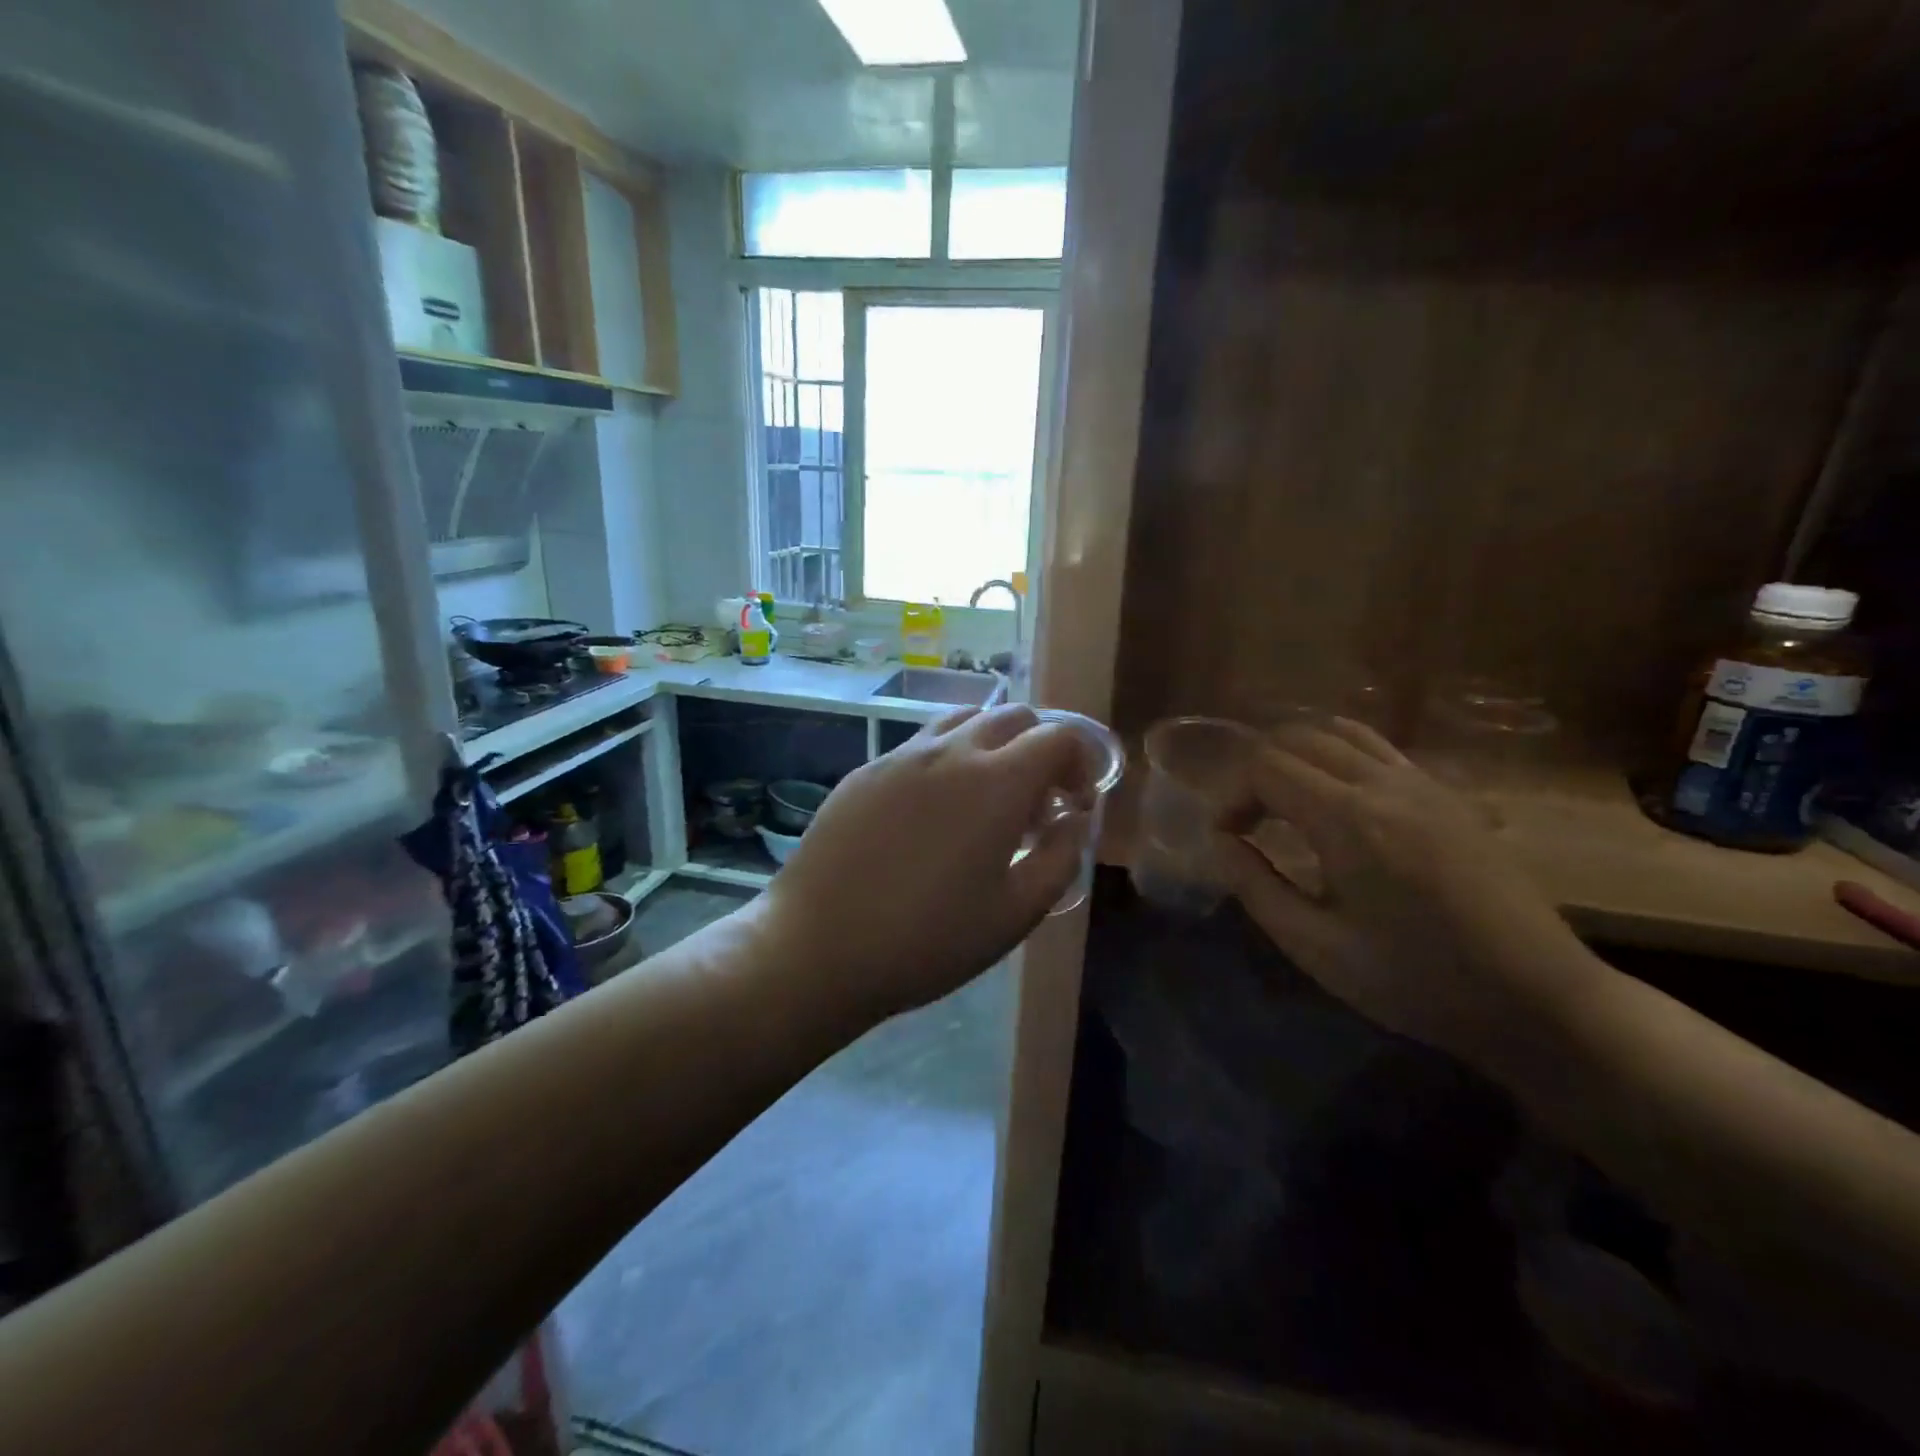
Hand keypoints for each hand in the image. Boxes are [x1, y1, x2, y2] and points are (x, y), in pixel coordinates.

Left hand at [761, 704, 1092, 1022]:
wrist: (818, 947)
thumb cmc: (928, 939)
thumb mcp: (1016, 913)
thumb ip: (1062, 856)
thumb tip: (1075, 817)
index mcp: (996, 782)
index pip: (1059, 737)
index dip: (1081, 762)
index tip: (1076, 804)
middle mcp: (951, 751)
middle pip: (1015, 717)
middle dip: (1041, 749)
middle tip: (1037, 805)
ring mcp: (902, 755)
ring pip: (965, 720)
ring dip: (994, 746)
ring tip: (987, 800)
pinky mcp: (867, 769)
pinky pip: (922, 744)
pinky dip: (949, 759)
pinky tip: (933, 813)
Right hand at [1218, 718, 1602, 1064]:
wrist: (1538, 999)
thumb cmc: (1417, 981)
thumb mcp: (1317, 947)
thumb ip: (1256, 887)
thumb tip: (1221, 842)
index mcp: (1347, 820)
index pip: (1265, 768)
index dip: (1232, 796)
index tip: (1228, 838)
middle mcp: (1383, 784)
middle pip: (1297, 738)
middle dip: (1258, 772)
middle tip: (1250, 823)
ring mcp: (1422, 783)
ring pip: (1339, 733)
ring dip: (1299, 756)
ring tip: (1286, 802)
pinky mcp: (1448, 795)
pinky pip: (1378, 748)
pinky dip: (1339, 757)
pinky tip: (1338, 802)